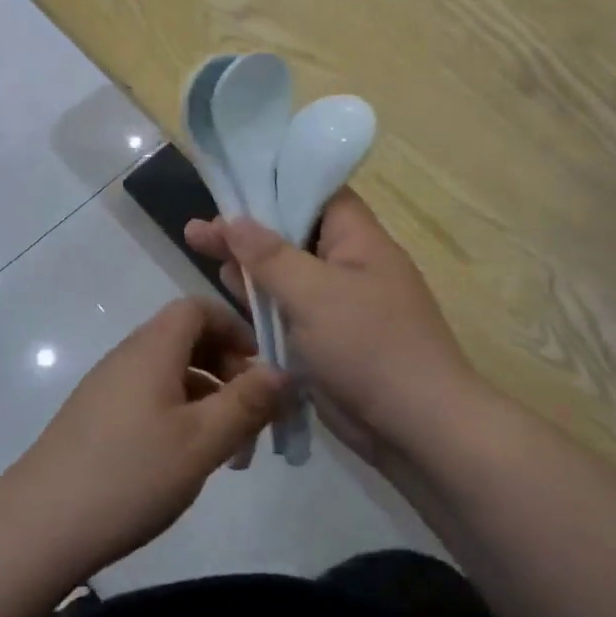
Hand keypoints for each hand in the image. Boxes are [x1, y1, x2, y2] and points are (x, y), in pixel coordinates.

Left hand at [4, 298, 285, 576]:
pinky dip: (180, 415)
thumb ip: (246, 402)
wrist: (39, 525)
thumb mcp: (202, 441)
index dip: (235, 327)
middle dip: (228, 369)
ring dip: (207, 399)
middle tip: (254, 416)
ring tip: (231, 451)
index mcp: (152, 348)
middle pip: (186, 339)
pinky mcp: (96, 418)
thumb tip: (283, 371)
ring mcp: (108, 387)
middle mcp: (128, 356)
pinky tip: (188, 460)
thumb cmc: (130, 475)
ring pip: (170, 374)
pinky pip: (149, 398)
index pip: (197, 307)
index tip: (262, 367)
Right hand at [183, 190, 474, 463]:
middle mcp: (349, 263)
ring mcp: (338, 303)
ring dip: (248, 264)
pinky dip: (260, 300)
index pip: (316, 194)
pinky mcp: (327, 338)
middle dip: (246, 230)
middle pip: (292, 233)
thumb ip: (269, 255)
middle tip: (198, 229)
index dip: (274, 186)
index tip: (232, 189)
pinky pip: (289, 309)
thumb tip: (233, 219)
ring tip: (199, 247)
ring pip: (286, 273)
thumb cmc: (369, 346)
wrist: (417, 429)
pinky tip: (228, 290)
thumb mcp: (313, 293)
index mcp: (358, 239)